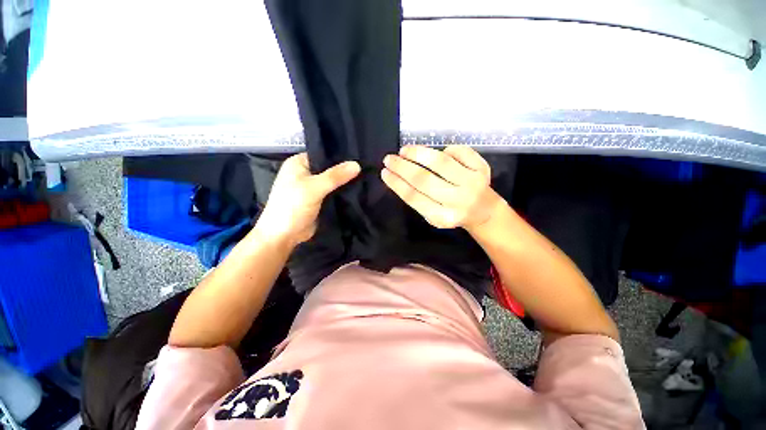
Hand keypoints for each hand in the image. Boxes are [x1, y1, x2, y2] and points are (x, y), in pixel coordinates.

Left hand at [255, 153, 359, 246]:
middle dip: (345, 170)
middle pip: (329, 168)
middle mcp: (305, 172)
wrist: (284, 236)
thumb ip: (335, 176)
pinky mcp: (319, 200)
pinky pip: (333, 192)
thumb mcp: (314, 188)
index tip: (360, 156)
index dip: (340, 155)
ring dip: (345, 182)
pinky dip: (343, 192)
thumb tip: (357, 164)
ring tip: (366, 177)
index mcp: (299, 163)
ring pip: (332, 181)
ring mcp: (312, 187)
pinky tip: (358, 189)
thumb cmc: (292, 206)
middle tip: (366, 167)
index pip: (323, 154)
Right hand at [381, 145, 502, 229]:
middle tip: (389, 159)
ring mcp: (472, 183)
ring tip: (405, 150)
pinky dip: (445, 149)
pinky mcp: (482, 169)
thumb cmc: (453, 212)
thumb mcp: (433, 215)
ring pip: (441, 163)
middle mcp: (458, 201)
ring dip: (419, 153)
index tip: (384, 172)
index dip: (396, 183)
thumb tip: (399, 175)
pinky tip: (435, 153)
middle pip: (424, 179)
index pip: (414, 197)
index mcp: (443, 217)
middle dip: (402, 167)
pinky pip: (459, 152)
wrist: (484, 211)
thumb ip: (418, 199)